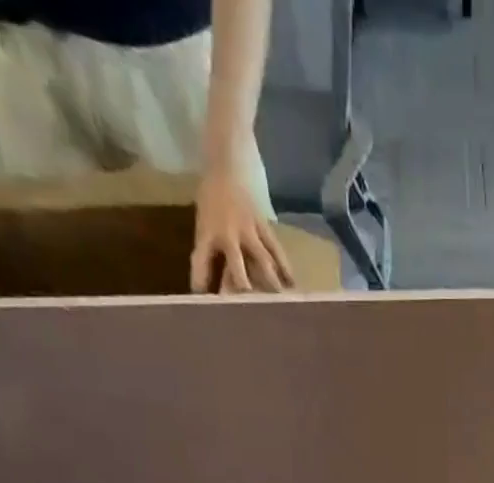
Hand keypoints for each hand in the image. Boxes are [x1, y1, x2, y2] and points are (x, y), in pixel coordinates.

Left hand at [190, 167, 292, 293]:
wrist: (227, 160)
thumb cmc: (212, 192)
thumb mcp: (204, 220)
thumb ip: (211, 248)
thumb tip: (218, 278)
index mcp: (207, 232)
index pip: (200, 262)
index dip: (200, 283)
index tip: (202, 302)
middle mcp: (228, 234)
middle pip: (237, 270)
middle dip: (242, 291)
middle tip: (248, 312)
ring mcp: (248, 230)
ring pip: (261, 263)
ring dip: (270, 284)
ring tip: (279, 304)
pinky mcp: (264, 225)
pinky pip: (276, 250)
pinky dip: (285, 267)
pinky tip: (292, 284)